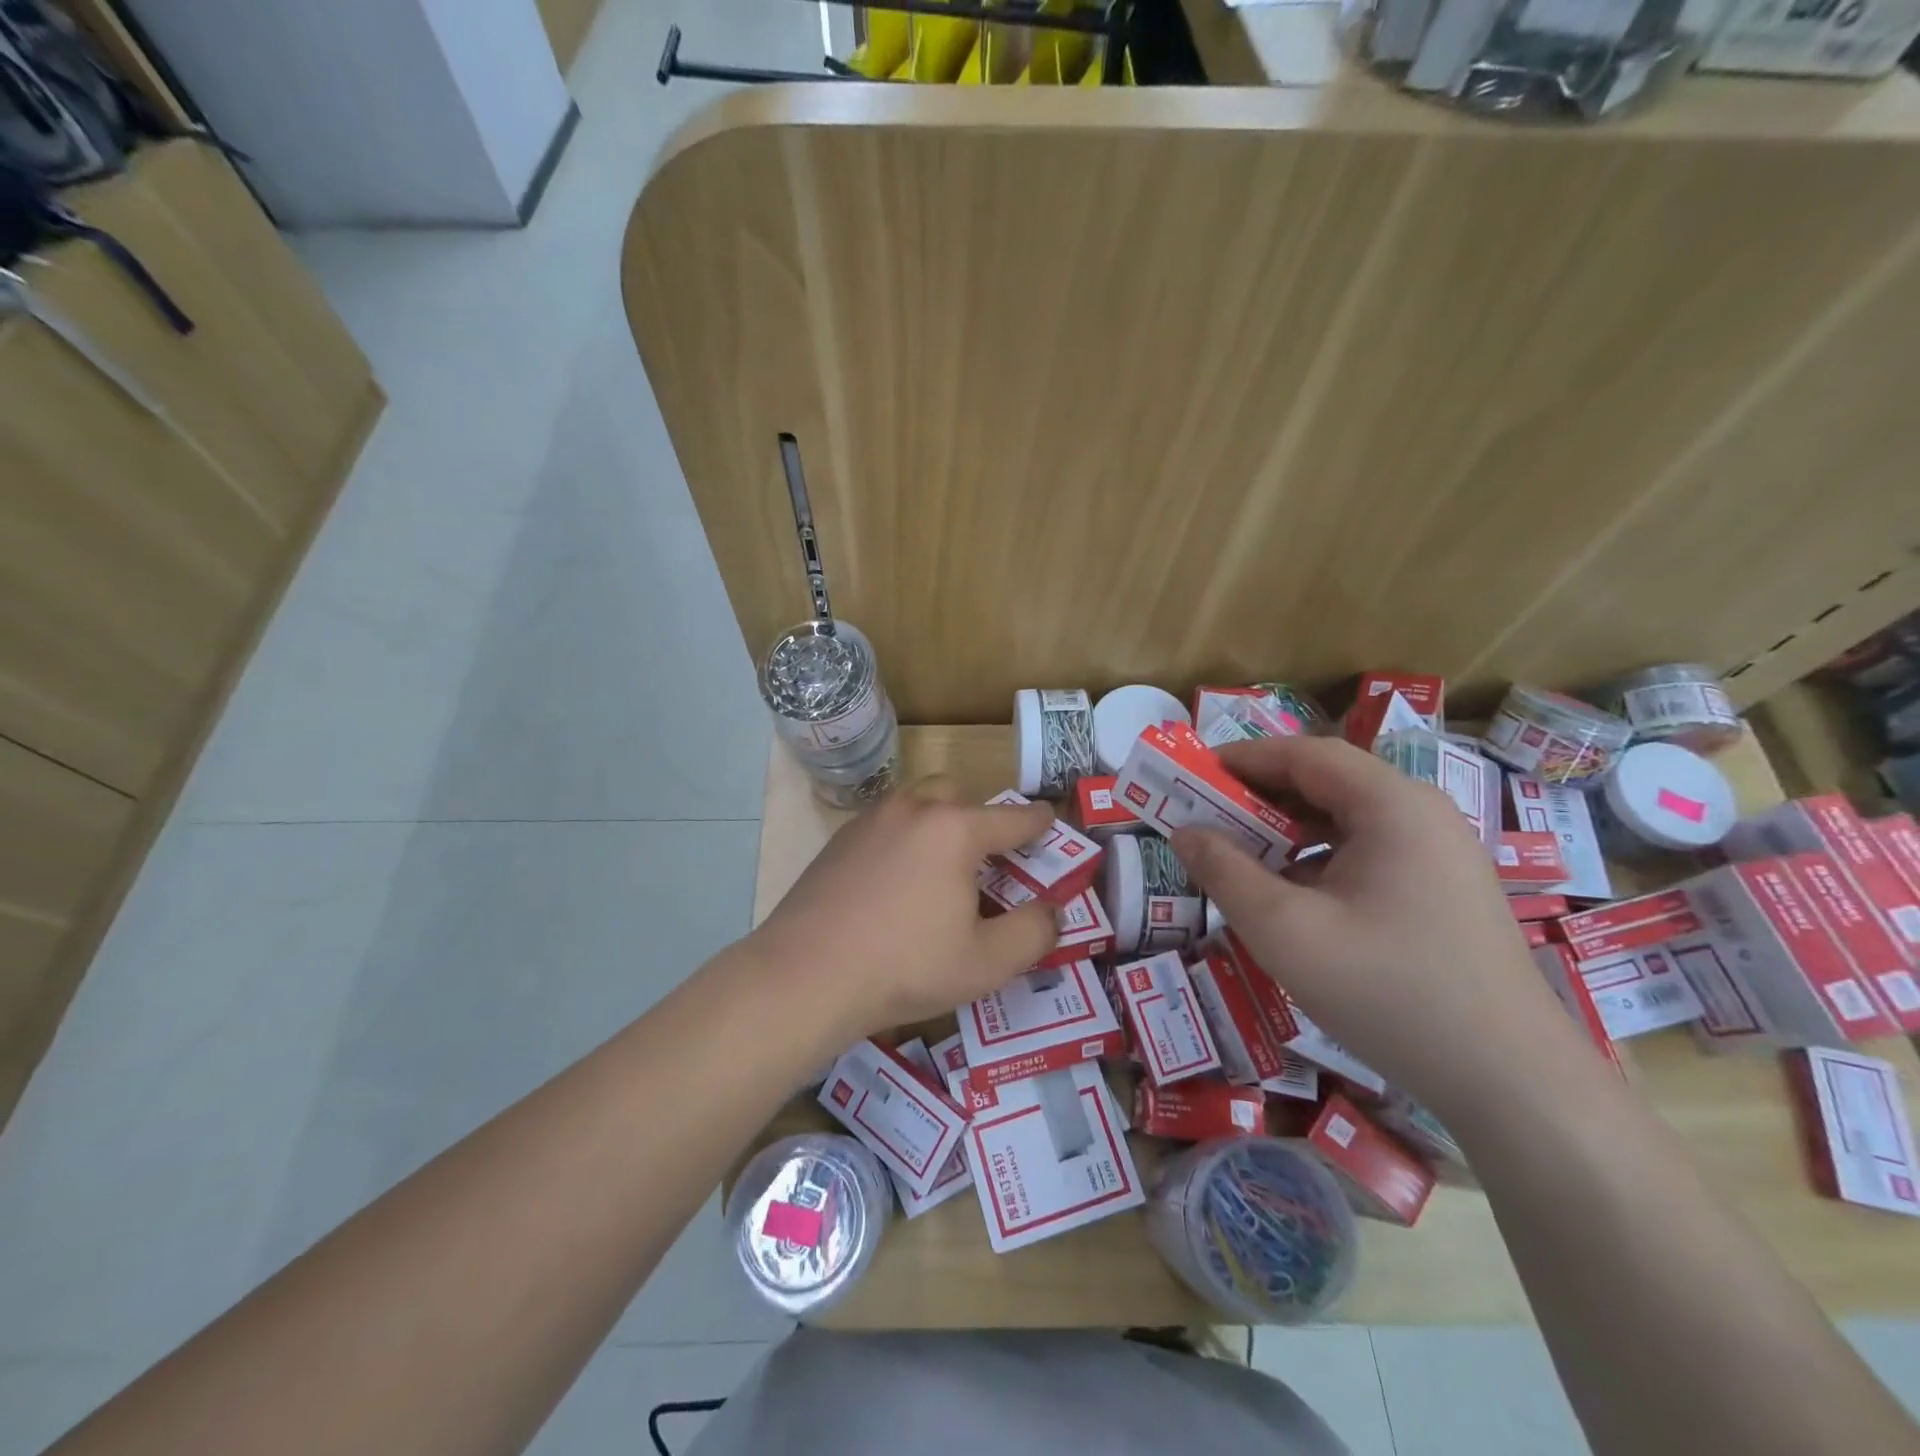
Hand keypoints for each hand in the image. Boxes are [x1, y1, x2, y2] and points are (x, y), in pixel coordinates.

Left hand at [747, 781, 1058, 1049]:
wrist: (806, 975)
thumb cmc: (905, 967)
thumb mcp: (987, 963)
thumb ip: (1034, 932)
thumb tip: (1053, 911)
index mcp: (954, 830)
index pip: (1012, 818)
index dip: (1038, 822)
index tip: (1050, 822)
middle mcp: (912, 810)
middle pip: (958, 796)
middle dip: (980, 818)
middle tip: (987, 862)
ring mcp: (869, 821)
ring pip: (916, 805)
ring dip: (938, 825)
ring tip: (940, 872)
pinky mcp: (838, 840)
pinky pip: (885, 826)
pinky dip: (902, 840)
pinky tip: (894, 885)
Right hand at [1171, 736, 1596, 1120]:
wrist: (1511, 1082)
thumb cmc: (1387, 991)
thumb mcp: (1284, 930)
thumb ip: (1225, 872)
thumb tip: (1183, 831)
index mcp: (1392, 805)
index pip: (1305, 754)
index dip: (1243, 758)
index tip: (1192, 774)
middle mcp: (1423, 814)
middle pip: (1328, 782)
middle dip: (1261, 796)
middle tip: (1207, 817)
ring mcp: (1442, 853)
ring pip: (1348, 819)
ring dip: (1289, 829)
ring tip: (1243, 856)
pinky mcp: (1447, 890)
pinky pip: (1370, 852)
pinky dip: (1321, 858)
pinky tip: (1296, 896)